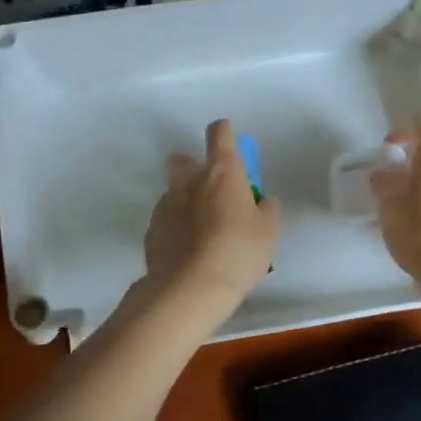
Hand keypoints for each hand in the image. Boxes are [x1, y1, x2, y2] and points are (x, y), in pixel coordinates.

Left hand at [143, 119, 280, 316]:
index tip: (229, 139)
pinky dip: (175, 227)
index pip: (220, 134)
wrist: (190, 287)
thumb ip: (266, 210)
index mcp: (222, 172)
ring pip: (174, 192)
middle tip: (212, 191)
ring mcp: (166, 205)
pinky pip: (165, 220)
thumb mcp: (268, 231)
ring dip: (185, 201)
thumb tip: (261, 202)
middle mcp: (189, 181)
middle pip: (183, 159)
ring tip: (201, 230)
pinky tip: (186, 250)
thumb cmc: (238, 252)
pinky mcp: (152, 230)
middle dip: (194, 166)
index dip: (225, 132)